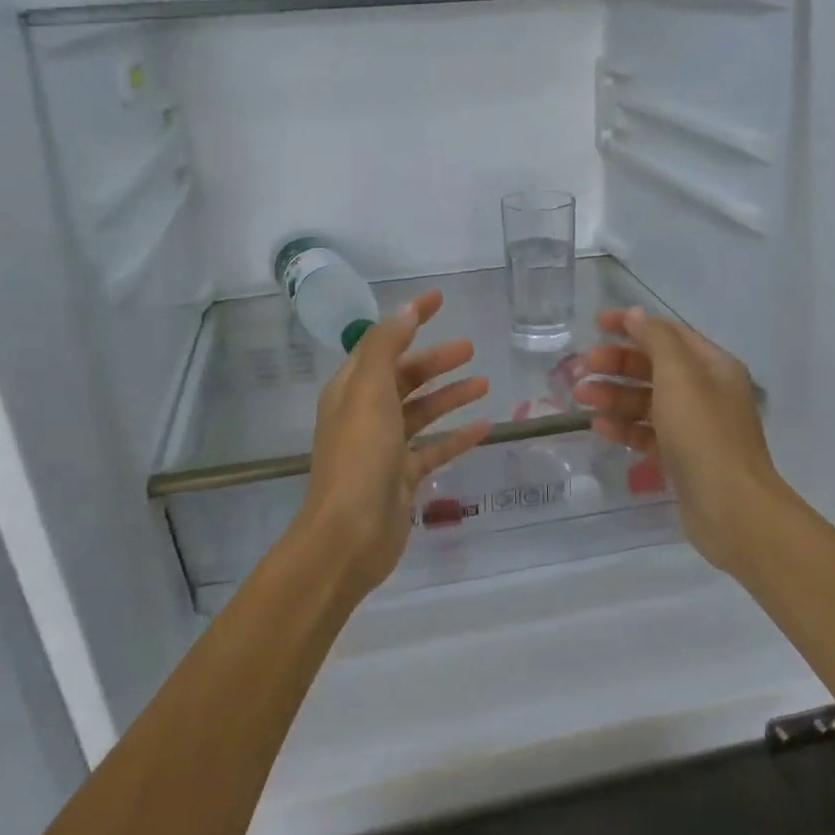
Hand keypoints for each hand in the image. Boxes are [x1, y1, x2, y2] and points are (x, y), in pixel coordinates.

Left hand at [298, 290, 491, 593]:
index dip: (409, 320)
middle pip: (404, 378)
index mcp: (350, 390)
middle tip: (470, 349)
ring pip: (422, 412)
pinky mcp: (402, 478)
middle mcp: (365, 414)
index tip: (439, 299)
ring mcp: (384, 448)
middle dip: (435, 362)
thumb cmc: (359, 456)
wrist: (349, 535)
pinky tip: (484, 428)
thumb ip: (386, 347)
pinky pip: (434, 449)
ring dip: (449, 396)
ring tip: (483, 383)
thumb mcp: (369, 391)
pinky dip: (456, 437)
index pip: (382, 343)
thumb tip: (406, 309)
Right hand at [574, 307, 787, 576]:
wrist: (731, 507)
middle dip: (617, 364)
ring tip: (582, 399)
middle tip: (583, 368)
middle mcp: (706, 392)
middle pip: (654, 368)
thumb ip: (656, 340)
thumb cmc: (703, 433)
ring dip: (614, 396)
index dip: (632, 325)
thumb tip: (636, 315)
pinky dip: (624, 427)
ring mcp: (695, 427)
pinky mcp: (681, 458)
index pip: (668, 334)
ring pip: (647, 402)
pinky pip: (647, 433)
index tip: (595, 324)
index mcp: (713, 367)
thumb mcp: (679, 376)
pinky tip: (599, 427)